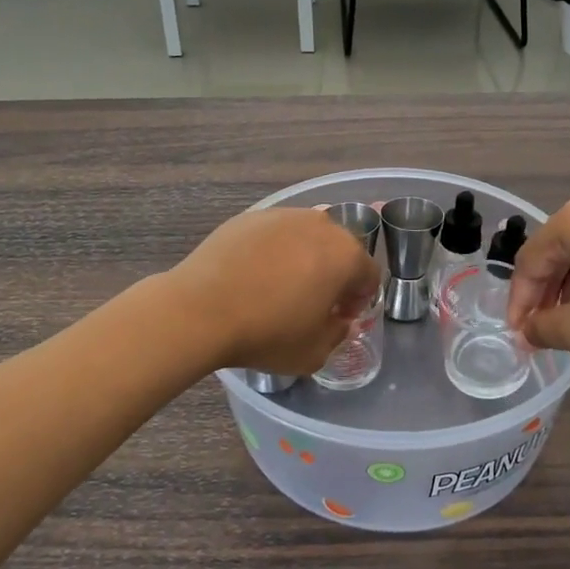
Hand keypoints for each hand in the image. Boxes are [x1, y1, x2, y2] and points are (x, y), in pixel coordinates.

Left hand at [166, 207, 380, 374]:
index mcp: (345, 255)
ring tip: (281, 287)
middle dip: (334, 275)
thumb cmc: (267, 333)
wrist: (200, 310)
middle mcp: (320, 225)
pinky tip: (254, 276)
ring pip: (306, 237)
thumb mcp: (314, 352)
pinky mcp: (250, 216)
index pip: (369, 275)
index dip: (359, 300)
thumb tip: (336, 321)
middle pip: (340, 250)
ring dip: (304, 259)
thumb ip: (337, 334)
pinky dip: (272, 251)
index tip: (339, 318)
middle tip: (313, 302)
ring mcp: (283, 216)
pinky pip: (274, 235)